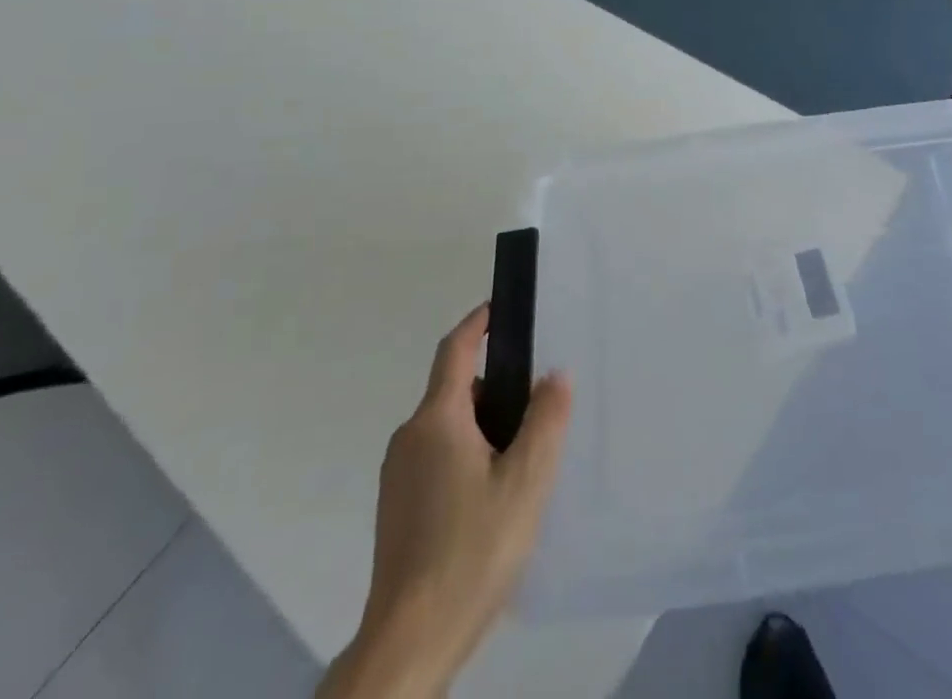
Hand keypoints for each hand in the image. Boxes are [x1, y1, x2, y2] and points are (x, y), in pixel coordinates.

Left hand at [319, 305, 571, 698]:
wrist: (409, 644)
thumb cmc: (472, 549)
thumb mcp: (527, 480)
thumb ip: (546, 419)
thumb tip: (555, 374)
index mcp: (437, 419)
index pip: (456, 349)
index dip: (479, 322)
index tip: (502, 307)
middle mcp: (410, 438)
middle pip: (454, 390)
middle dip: (495, 385)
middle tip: (538, 401)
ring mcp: (398, 477)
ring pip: (446, 428)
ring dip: (482, 425)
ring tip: (524, 453)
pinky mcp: (396, 510)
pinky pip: (436, 458)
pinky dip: (466, 455)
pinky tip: (493, 495)